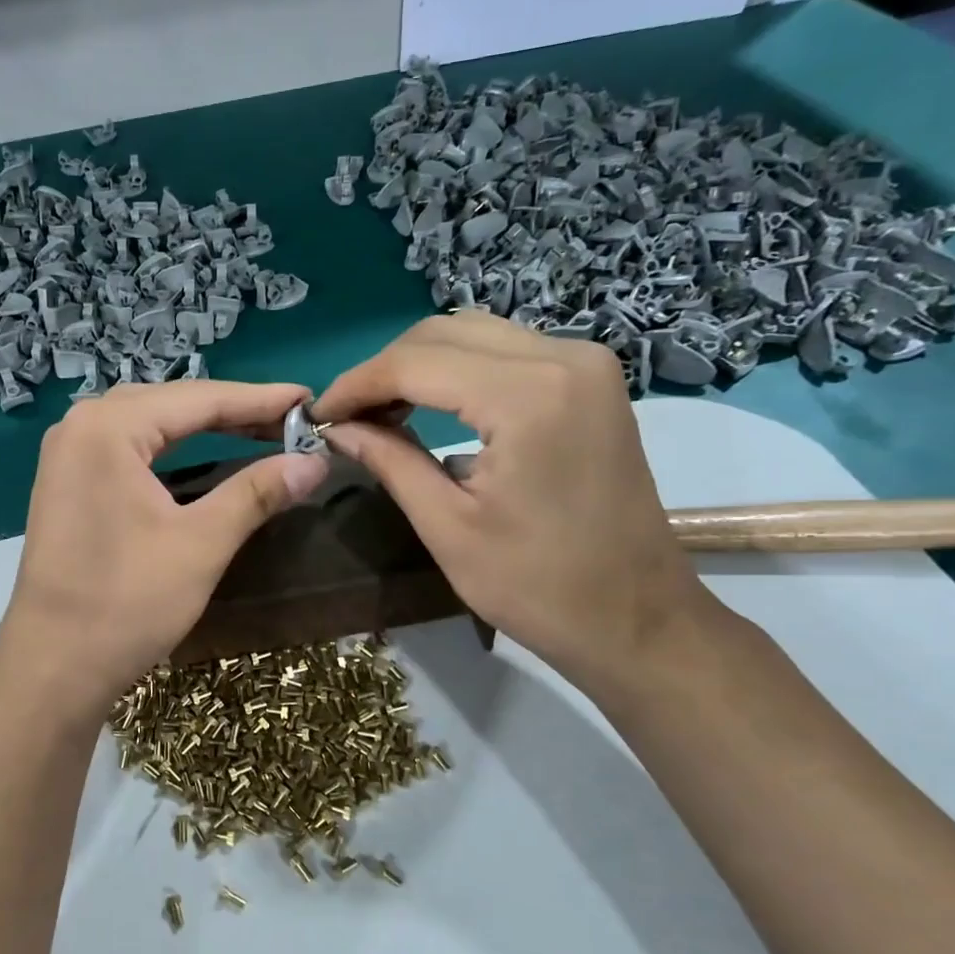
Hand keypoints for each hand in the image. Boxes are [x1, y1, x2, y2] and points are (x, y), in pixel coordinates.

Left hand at [1, 381, 329, 710]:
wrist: (53, 666)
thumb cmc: (127, 602)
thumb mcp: (202, 544)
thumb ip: (258, 492)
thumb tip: (315, 462)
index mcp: (108, 427)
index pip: (199, 399)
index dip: (260, 400)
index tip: (310, 400)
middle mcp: (80, 425)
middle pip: (172, 403)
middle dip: (233, 411)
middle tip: (290, 420)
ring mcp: (67, 453)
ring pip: (149, 422)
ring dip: (202, 425)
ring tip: (257, 429)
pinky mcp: (66, 482)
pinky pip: (128, 446)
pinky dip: (171, 445)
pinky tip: (199, 451)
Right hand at [313, 312, 715, 696]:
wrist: (638, 619)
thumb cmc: (538, 588)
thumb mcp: (447, 527)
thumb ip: (389, 460)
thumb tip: (336, 427)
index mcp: (527, 396)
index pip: (415, 363)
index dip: (356, 385)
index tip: (316, 416)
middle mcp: (562, 357)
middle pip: (443, 334)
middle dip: (383, 370)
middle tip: (346, 417)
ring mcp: (585, 363)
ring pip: (474, 334)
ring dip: (418, 365)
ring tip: (380, 411)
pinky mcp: (592, 380)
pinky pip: (506, 350)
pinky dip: (457, 369)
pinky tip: (430, 404)